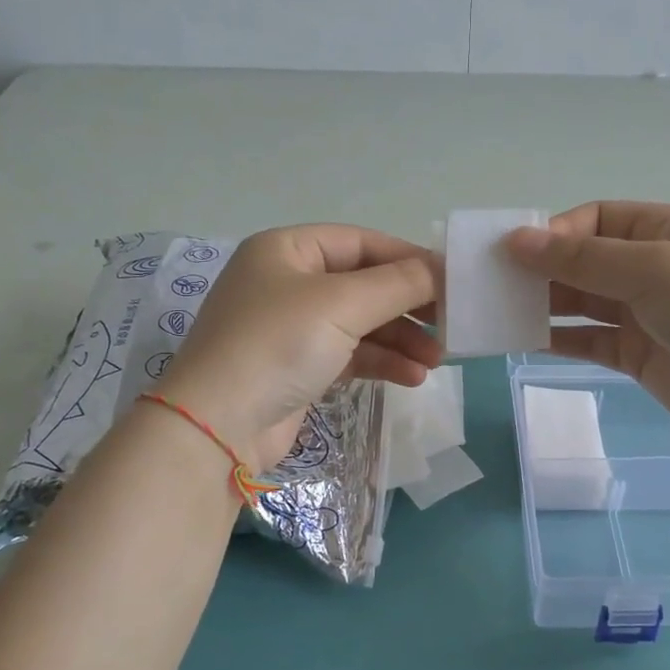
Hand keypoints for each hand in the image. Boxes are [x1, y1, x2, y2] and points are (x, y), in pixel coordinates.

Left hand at [156, 225, 440, 469]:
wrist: (217, 427)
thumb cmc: (278, 345)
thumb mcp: (342, 304)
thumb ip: (399, 283)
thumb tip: (444, 270)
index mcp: (287, 250)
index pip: (361, 243)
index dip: (408, 259)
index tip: (452, 280)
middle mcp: (287, 282)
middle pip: (363, 284)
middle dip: (408, 306)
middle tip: (451, 323)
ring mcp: (290, 328)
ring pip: (360, 323)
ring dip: (401, 339)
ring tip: (438, 360)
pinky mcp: (297, 368)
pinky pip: (350, 354)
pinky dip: (382, 362)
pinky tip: (413, 378)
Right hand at [506, 201, 669, 441]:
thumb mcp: (651, 269)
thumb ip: (581, 259)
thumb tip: (516, 240)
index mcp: (662, 229)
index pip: (595, 219)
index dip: (555, 233)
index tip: (517, 254)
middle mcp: (650, 266)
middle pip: (584, 260)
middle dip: (543, 270)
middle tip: (496, 284)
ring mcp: (643, 312)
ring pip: (582, 301)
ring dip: (546, 304)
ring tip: (502, 312)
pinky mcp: (637, 353)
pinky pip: (589, 339)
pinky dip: (560, 338)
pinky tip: (527, 340)